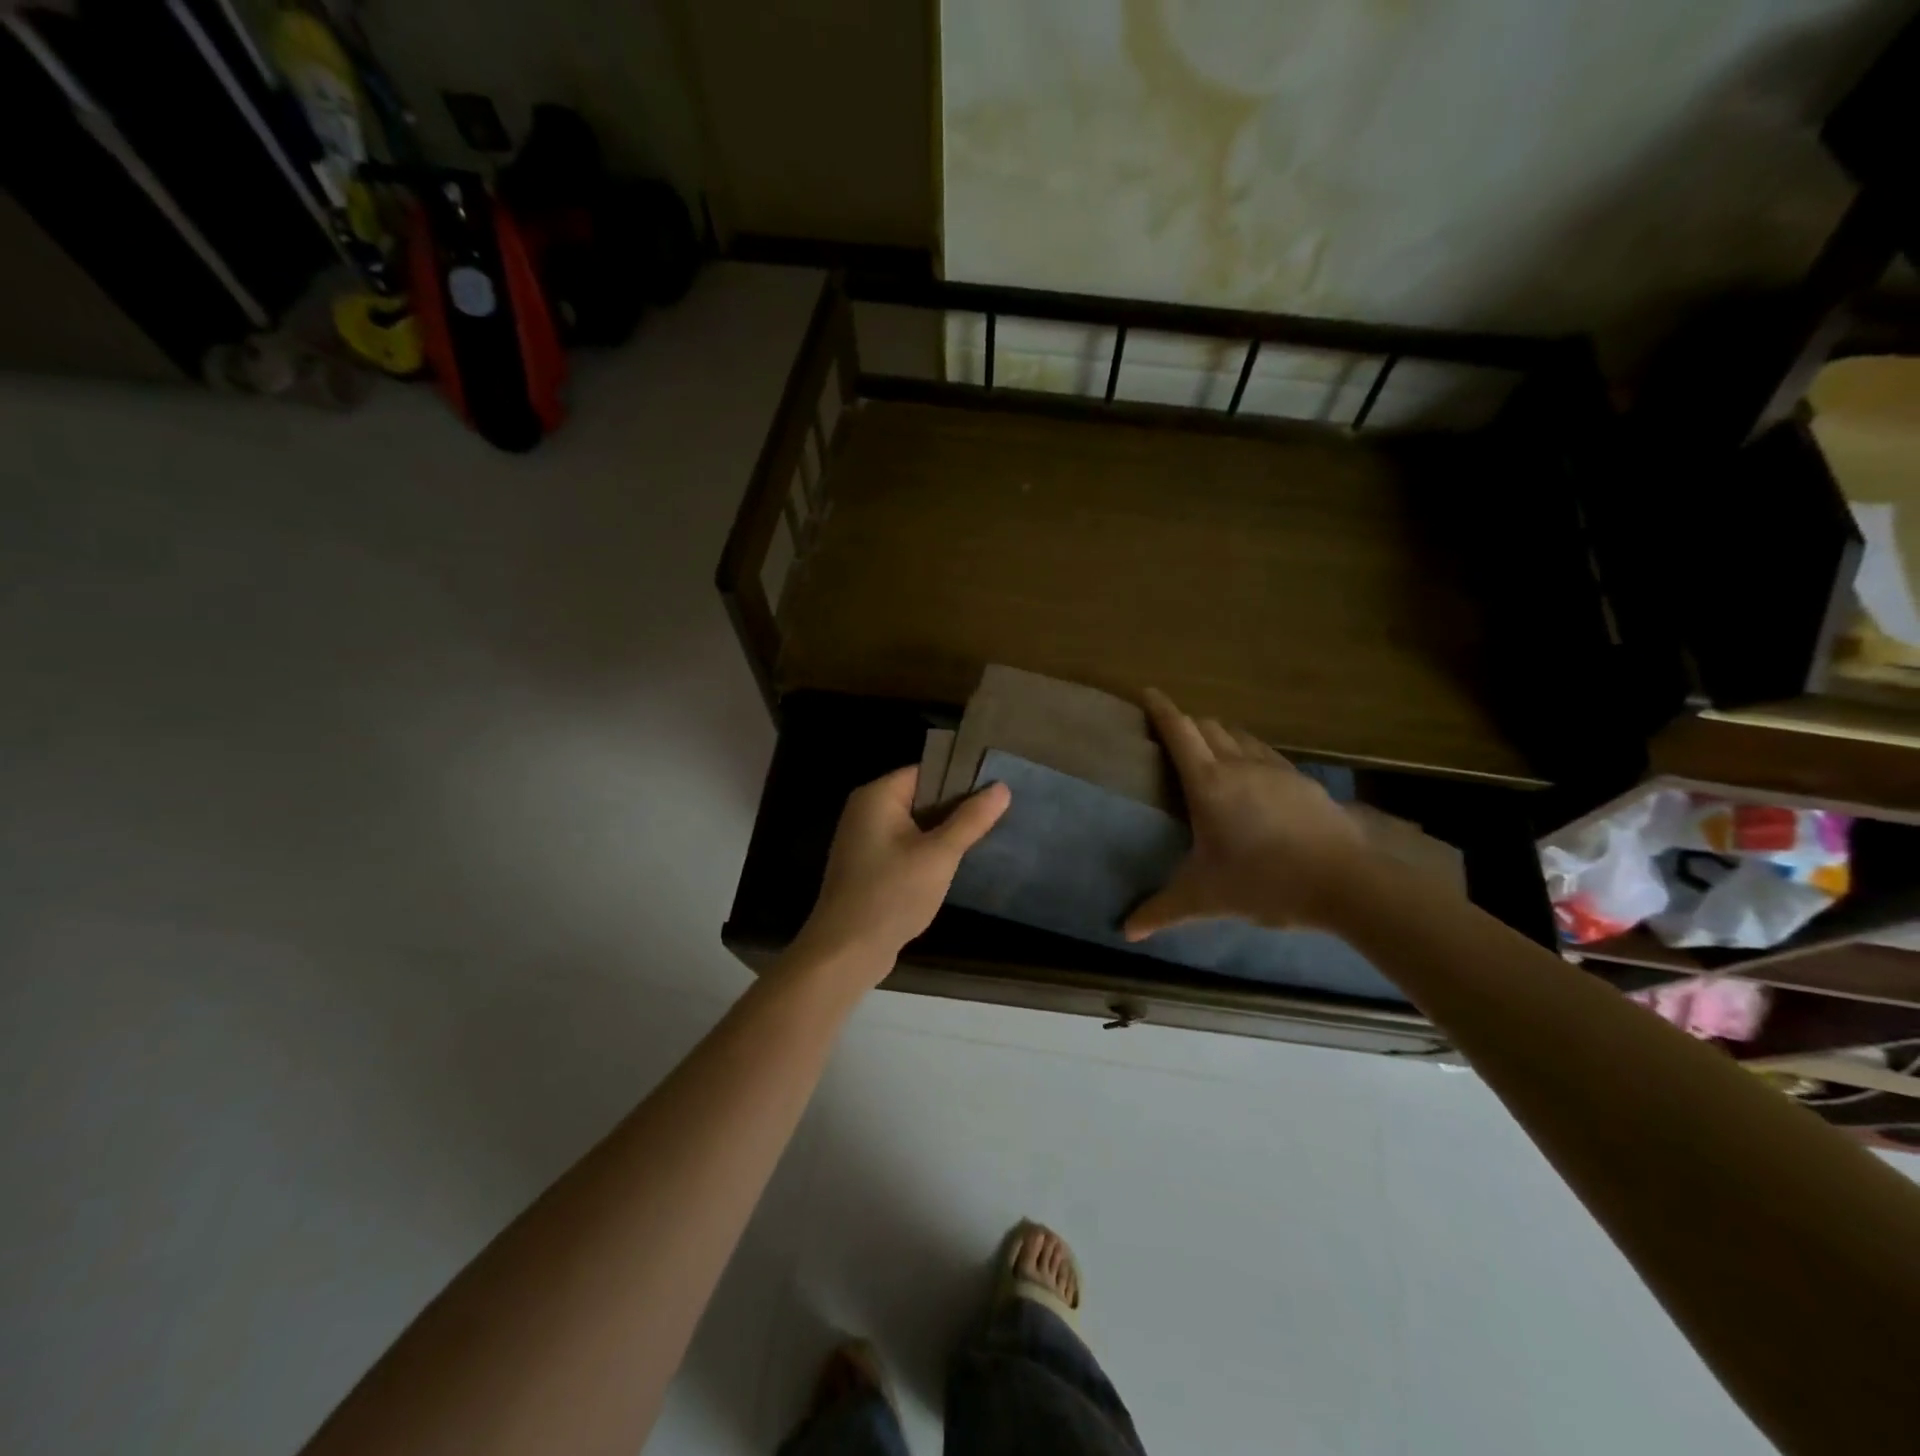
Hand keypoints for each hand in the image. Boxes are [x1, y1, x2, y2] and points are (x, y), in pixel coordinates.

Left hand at [791, 766, 1010, 983]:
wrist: (846, 950)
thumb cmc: (892, 894)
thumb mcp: (939, 855)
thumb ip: (970, 820)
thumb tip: (1001, 788)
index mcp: (877, 795)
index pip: (927, 771)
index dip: (961, 778)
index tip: (995, 789)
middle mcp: (866, 809)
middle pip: (921, 795)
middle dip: (955, 806)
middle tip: (995, 815)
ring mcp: (864, 838)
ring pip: (914, 823)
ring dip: (943, 831)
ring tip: (982, 836)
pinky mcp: (867, 864)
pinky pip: (904, 844)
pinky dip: (926, 850)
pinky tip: (952, 863)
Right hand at [1124, 689, 1370, 938]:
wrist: (1345, 881)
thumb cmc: (1263, 882)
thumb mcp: (1204, 898)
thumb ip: (1162, 910)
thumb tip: (1126, 931)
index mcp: (1208, 783)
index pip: (1178, 731)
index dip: (1160, 709)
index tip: (1146, 692)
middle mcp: (1238, 764)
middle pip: (1207, 726)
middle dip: (1186, 723)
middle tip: (1171, 734)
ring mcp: (1274, 768)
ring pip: (1238, 735)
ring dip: (1218, 735)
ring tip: (1209, 751)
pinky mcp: (1301, 780)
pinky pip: (1264, 752)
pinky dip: (1247, 751)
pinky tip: (1252, 774)